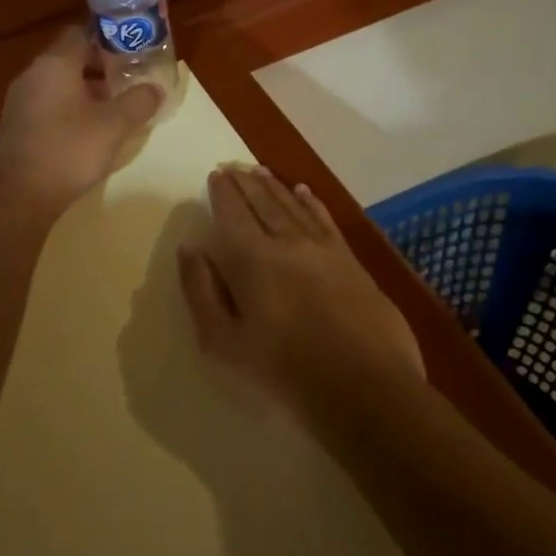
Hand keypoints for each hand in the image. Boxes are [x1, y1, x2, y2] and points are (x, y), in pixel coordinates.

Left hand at [0, 26, 164, 211]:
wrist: (16, 197)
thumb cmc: (67, 151)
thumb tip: (156, 88)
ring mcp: (21, 102)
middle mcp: (32, 75)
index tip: (134, 49)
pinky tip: (89, 131)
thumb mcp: (113, 126)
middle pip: (71, 58)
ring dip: (87, 90)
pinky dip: (71, 109)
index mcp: (54, 64)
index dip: (110, 38)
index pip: (82, 33)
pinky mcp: (17, 127)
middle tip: (131, 79)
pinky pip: (49, 106)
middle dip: (102, 67)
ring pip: (60, 84)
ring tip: (116, 107)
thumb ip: (138, 102)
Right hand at [178, 164, 423, 420]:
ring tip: (259, 170)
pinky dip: (312, 202)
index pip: (233, 214)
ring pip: (293, 206)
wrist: (364, 389)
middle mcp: (288, 242)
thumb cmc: (283, 371)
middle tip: (233, 165)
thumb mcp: (223, 342)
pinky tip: (304, 191)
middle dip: (245, 182)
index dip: (223, 193)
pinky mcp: (352, 262)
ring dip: (274, 186)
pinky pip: (325, 220)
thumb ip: (201, 291)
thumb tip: (190, 249)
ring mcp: (324, 250)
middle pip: (263, 203)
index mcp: (252, 259)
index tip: (215, 174)